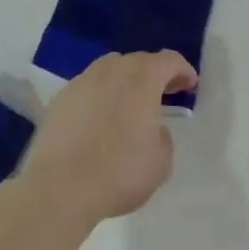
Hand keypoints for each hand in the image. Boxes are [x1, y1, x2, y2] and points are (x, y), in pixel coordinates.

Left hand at [18, 52, 197, 228]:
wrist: (59, 188)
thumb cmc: (119, 173)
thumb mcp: (161, 161)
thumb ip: (162, 136)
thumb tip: (151, 128)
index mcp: (142, 80)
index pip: (168, 60)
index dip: (183, 70)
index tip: (190, 85)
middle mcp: (110, 72)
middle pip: (138, 60)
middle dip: (155, 73)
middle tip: (165, 93)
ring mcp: (80, 83)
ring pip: (109, 70)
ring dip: (125, 81)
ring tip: (131, 104)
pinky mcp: (59, 101)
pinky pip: (88, 88)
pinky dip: (101, 96)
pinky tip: (101, 118)